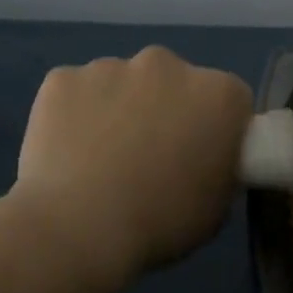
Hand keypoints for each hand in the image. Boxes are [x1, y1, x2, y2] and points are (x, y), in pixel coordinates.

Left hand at [10, 47, 252, 290]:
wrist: (79, 227)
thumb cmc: (161, 222)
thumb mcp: (216, 208)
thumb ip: (219, 170)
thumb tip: (203, 163)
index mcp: (218, 94)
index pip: (230, 101)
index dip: (217, 129)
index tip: (202, 157)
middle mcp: (168, 65)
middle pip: (174, 82)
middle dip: (166, 110)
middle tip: (151, 158)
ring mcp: (110, 67)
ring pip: (122, 83)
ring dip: (119, 109)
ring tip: (102, 160)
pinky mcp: (63, 78)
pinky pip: (76, 92)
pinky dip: (74, 114)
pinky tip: (68, 153)